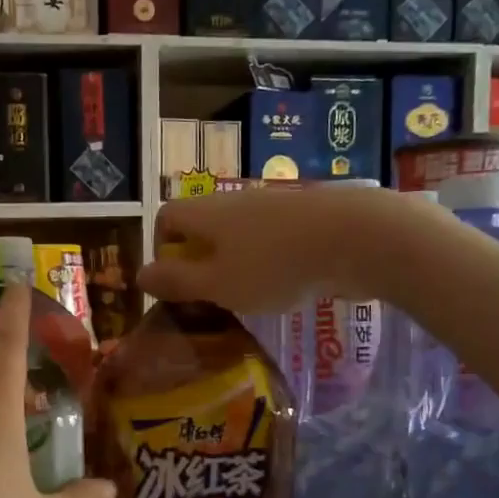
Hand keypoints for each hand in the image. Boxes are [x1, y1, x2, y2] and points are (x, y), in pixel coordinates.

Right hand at [137, 183, 415, 313]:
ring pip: (239, 233)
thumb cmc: (275, 265)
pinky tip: (287, 285)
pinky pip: (272, 237)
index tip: (176, 283)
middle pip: (203, 225)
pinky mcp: (306, 216)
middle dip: (200, 260)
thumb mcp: (217, 284)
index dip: (162, 249)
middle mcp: (235, 200)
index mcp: (206, 213)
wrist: (359, 237)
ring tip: (250, 297)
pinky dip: (269, 260)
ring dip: (236, 262)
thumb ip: (177, 281)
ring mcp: (274, 205)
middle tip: (212, 297)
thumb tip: (140, 276)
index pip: (166, 217)